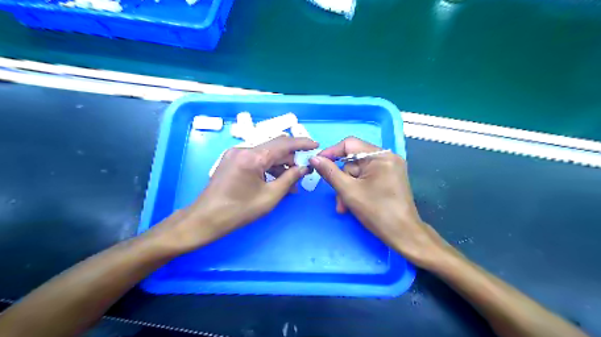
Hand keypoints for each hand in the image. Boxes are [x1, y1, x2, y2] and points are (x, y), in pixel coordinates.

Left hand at [153, 136, 316, 253]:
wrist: (205, 219)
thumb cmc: (239, 211)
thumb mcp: (270, 197)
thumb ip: (289, 179)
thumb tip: (304, 168)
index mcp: (252, 157)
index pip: (284, 144)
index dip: (302, 143)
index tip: (316, 145)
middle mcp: (244, 149)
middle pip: (275, 147)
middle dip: (292, 157)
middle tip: (304, 169)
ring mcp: (236, 153)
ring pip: (266, 153)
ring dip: (280, 164)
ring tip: (292, 180)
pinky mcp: (232, 160)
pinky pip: (256, 159)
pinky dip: (268, 167)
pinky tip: (277, 180)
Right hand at [313, 137, 447, 267]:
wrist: (404, 235)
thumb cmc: (377, 212)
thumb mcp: (349, 191)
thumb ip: (330, 172)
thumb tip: (315, 158)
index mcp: (380, 156)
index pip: (350, 144)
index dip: (331, 152)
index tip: (317, 162)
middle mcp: (387, 157)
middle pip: (354, 161)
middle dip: (342, 180)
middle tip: (338, 198)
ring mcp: (390, 168)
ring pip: (359, 172)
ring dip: (348, 188)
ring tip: (345, 207)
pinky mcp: (390, 178)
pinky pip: (367, 177)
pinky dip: (358, 188)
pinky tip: (353, 203)